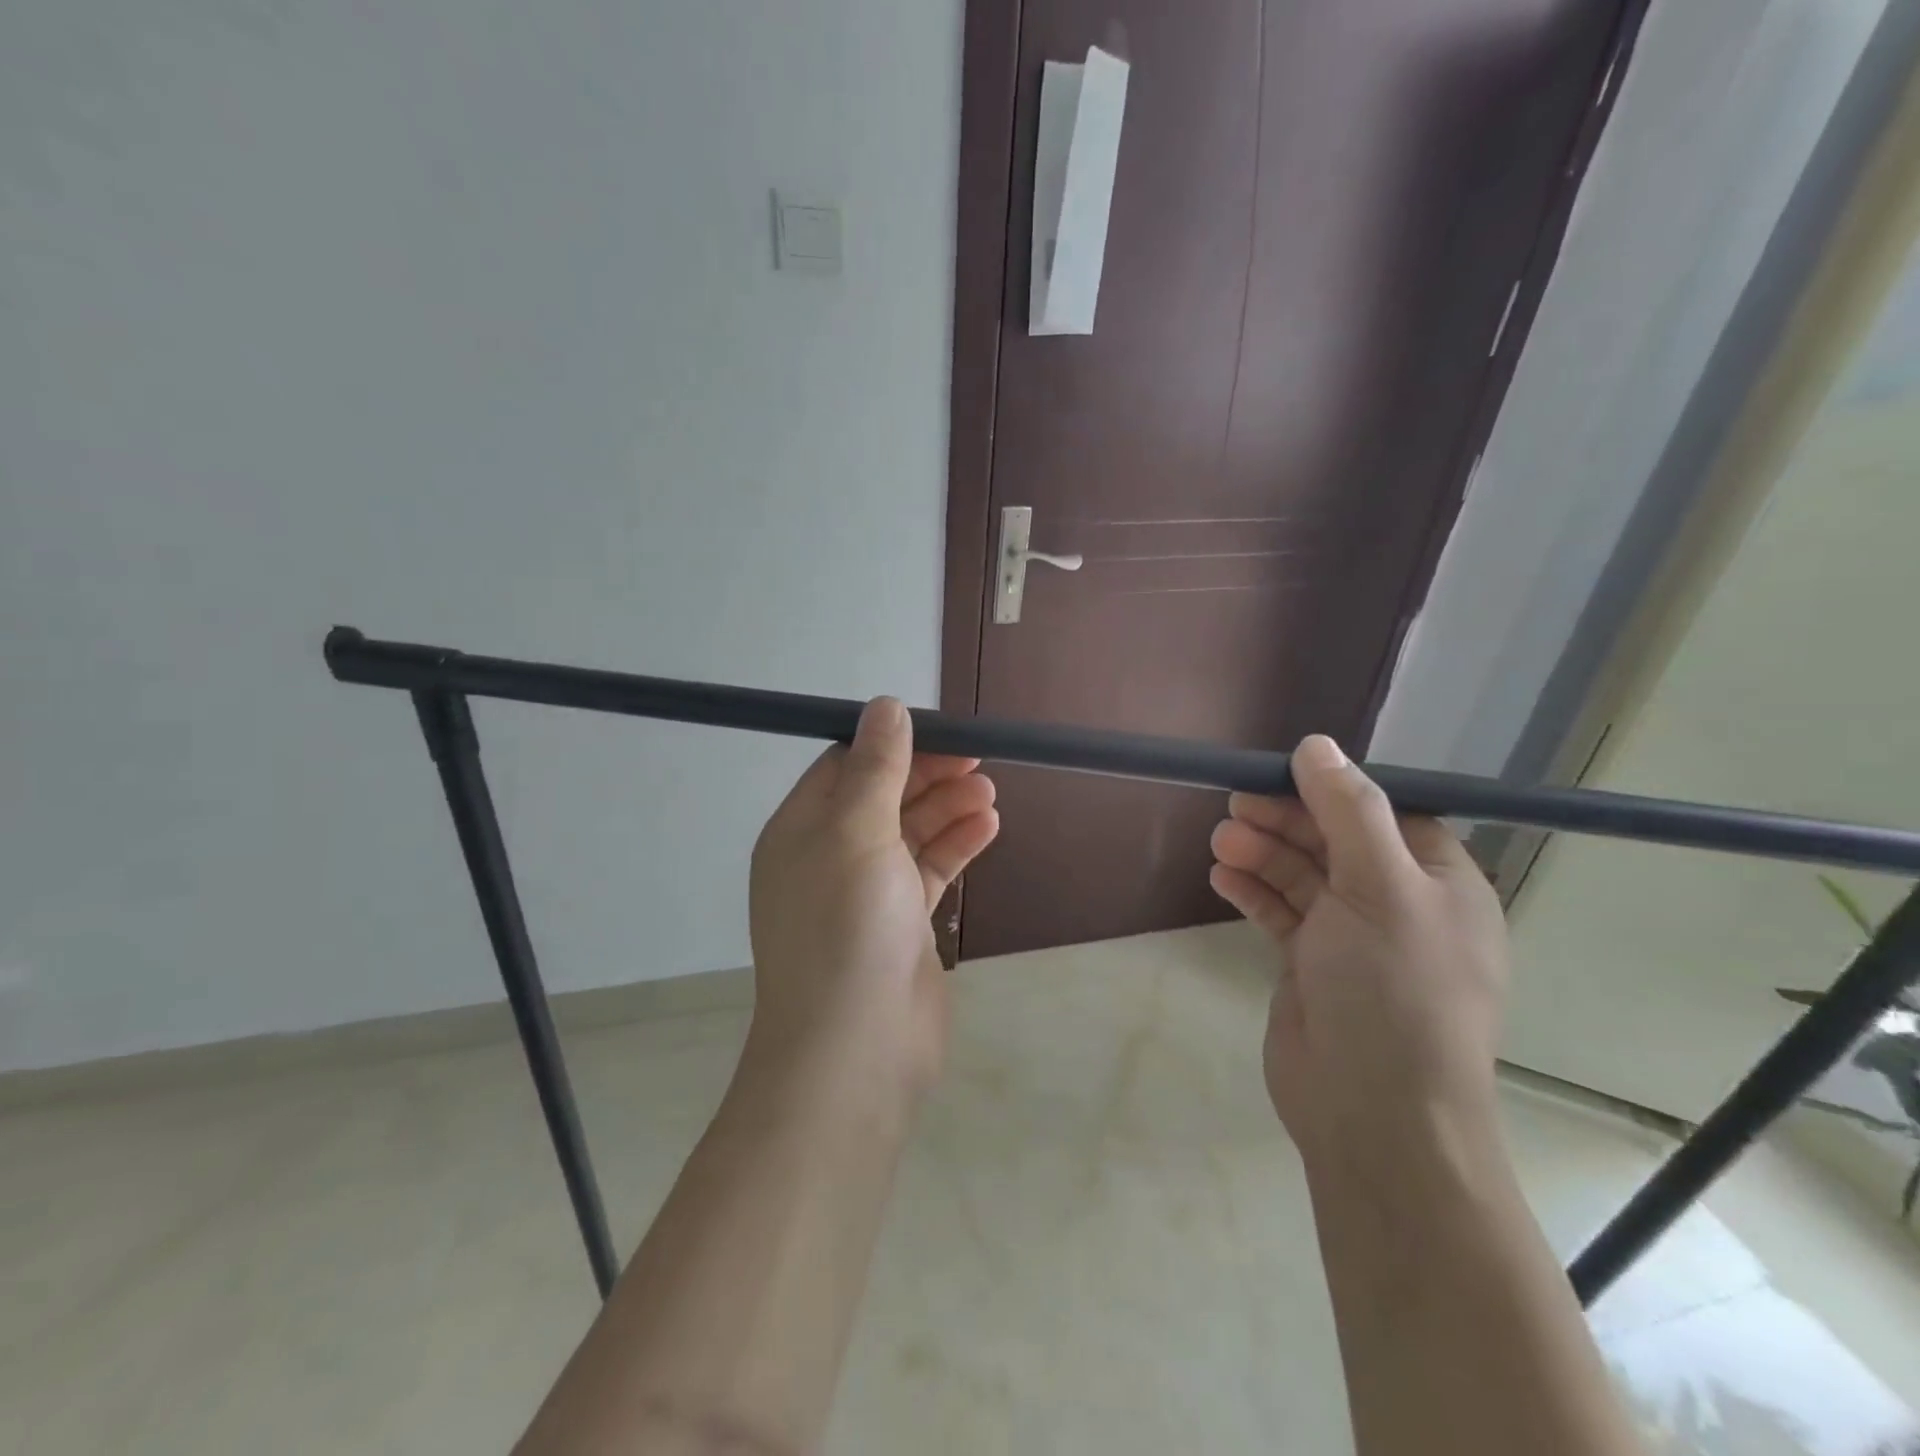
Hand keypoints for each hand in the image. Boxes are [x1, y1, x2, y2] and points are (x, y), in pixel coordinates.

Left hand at [746, 698, 998, 1104]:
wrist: (856, 1050)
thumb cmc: (847, 928)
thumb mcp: (857, 833)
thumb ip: (876, 769)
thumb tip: (884, 706)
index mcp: (801, 830)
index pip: (844, 766)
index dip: (891, 745)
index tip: (940, 731)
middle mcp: (828, 857)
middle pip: (882, 797)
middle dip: (928, 775)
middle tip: (977, 761)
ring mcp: (866, 894)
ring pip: (910, 833)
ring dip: (947, 808)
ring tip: (989, 793)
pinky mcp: (900, 925)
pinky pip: (928, 871)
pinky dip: (956, 847)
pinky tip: (988, 827)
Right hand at [1208, 736, 1509, 1176]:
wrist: (1372, 1113)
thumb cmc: (1393, 990)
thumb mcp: (1379, 888)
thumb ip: (1348, 812)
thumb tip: (1317, 745)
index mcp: (1439, 884)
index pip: (1385, 815)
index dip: (1332, 792)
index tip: (1280, 775)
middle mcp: (1400, 906)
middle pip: (1336, 841)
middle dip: (1285, 822)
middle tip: (1234, 806)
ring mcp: (1353, 939)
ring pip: (1302, 876)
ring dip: (1262, 854)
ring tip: (1220, 842)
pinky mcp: (1312, 966)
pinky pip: (1281, 913)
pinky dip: (1253, 892)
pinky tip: (1222, 877)